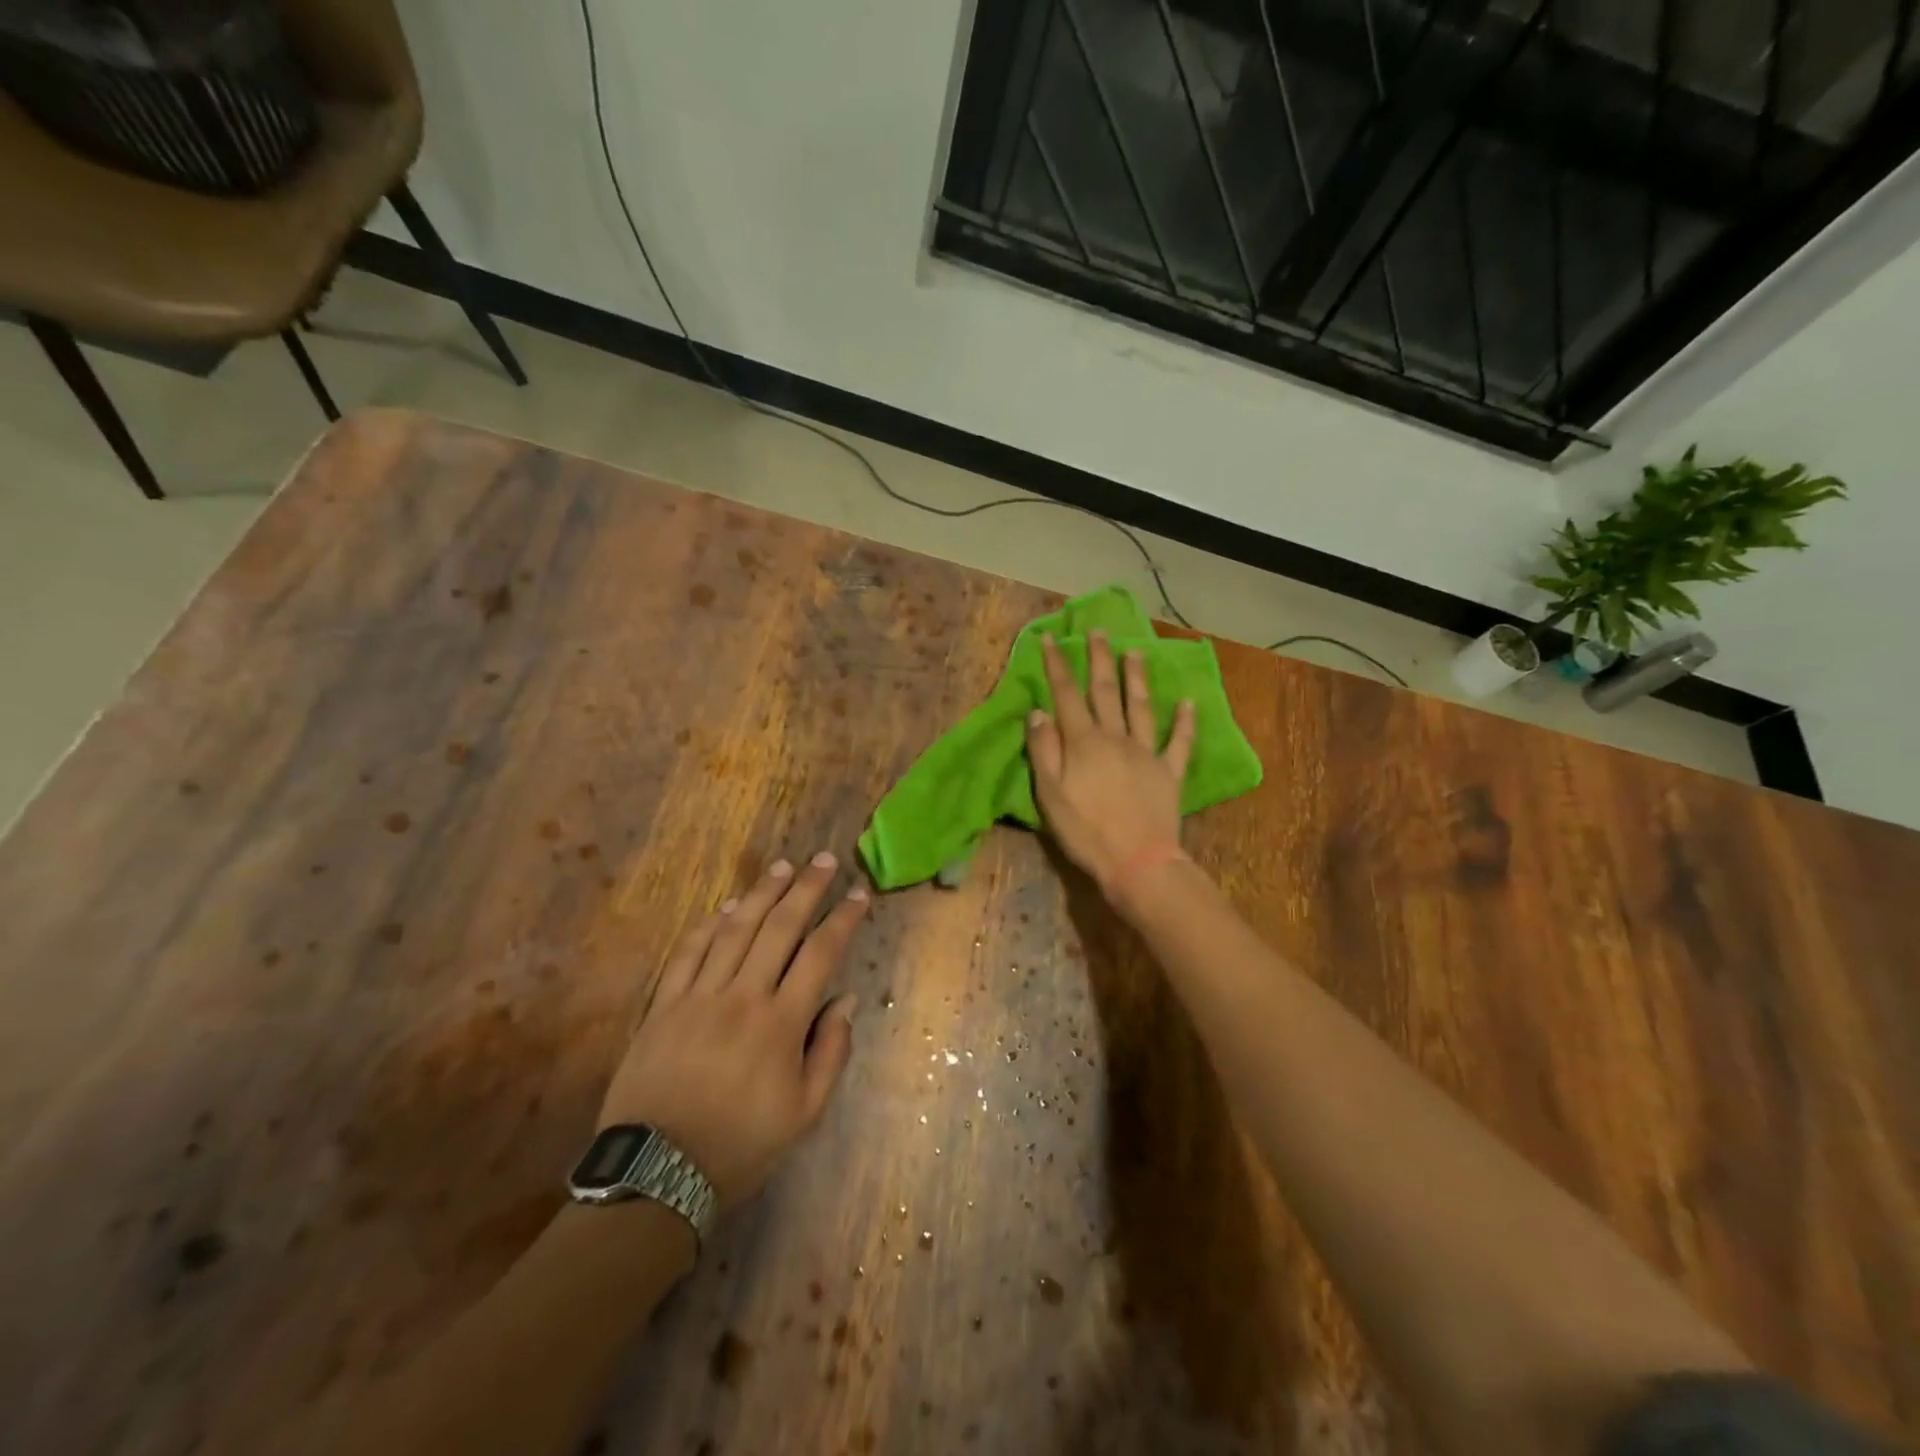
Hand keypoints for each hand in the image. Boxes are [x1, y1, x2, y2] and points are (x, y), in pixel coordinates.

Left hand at [597, 851, 867, 1206]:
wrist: (657, 1173)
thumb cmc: (741, 1145)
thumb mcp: (804, 1113)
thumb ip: (831, 1051)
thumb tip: (846, 1000)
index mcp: (781, 1023)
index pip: (820, 954)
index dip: (842, 920)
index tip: (859, 895)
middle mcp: (743, 996)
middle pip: (779, 928)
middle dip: (806, 889)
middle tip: (824, 861)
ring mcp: (699, 996)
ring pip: (735, 930)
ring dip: (762, 893)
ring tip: (783, 866)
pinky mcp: (664, 1005)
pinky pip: (688, 953)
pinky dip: (709, 926)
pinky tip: (726, 907)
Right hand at [1026, 630, 1194, 899]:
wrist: (1137, 862)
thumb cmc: (1086, 831)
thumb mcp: (1050, 794)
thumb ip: (1044, 750)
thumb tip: (1039, 712)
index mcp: (1084, 742)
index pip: (1067, 695)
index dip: (1057, 665)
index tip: (1052, 638)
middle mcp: (1116, 738)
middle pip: (1106, 692)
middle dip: (1099, 659)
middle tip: (1098, 631)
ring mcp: (1147, 752)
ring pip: (1141, 707)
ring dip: (1137, 678)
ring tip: (1135, 652)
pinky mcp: (1170, 772)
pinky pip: (1180, 742)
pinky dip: (1185, 721)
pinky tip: (1189, 702)